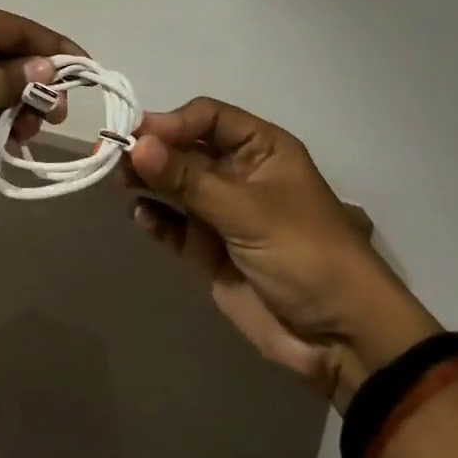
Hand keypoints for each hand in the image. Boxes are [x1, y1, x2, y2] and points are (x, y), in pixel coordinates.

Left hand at [0, 1, 79, 201]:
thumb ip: (15, 80)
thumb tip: (48, 69)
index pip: (19, 27)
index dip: (55, 48)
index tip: (86, 71)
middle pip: (8, 57)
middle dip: (35, 86)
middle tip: (54, 116)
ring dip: (16, 109)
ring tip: (28, 134)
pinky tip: (11, 143)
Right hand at [127, 98, 439, 408]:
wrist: (342, 341)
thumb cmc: (305, 254)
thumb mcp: (247, 210)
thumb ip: (188, 179)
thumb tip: (136, 144)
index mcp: (260, 148)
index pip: (207, 117)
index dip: (172, 121)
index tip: (137, 135)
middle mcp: (238, 172)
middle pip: (185, 147)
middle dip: (153, 150)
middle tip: (115, 156)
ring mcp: (222, 211)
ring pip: (174, 184)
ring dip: (148, 180)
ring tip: (119, 182)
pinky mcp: (209, 249)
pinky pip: (174, 224)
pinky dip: (155, 218)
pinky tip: (141, 217)